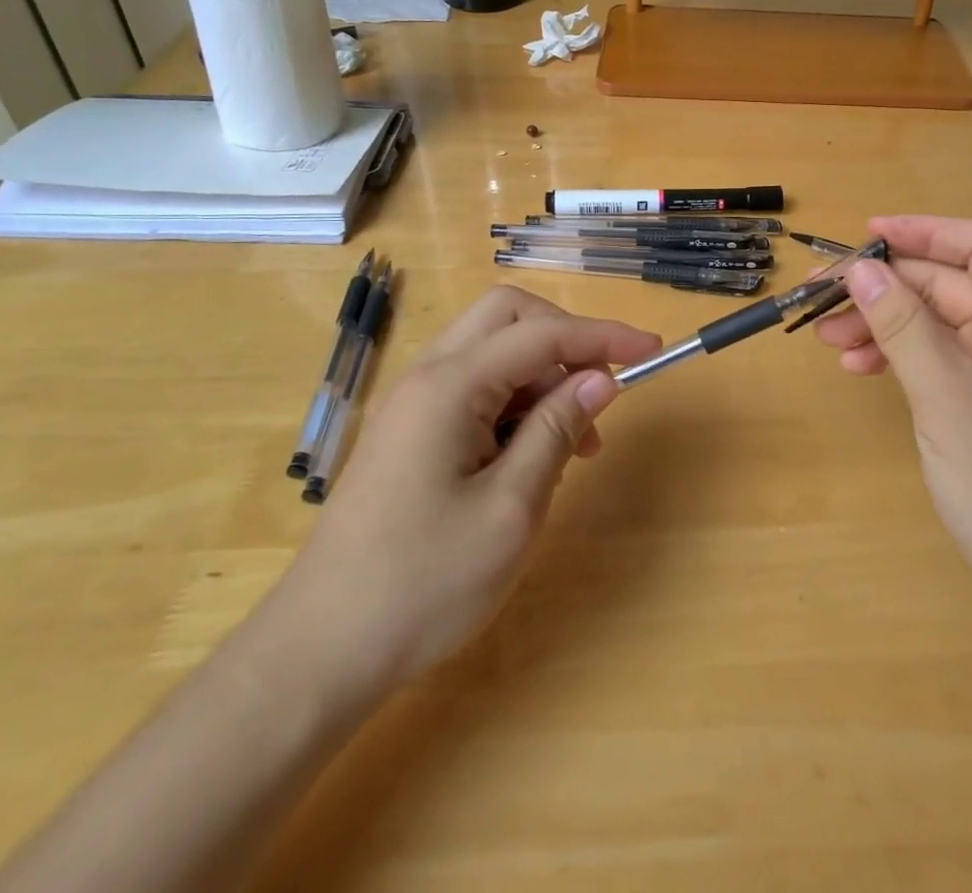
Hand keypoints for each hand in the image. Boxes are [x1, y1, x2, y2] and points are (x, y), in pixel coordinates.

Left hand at [278, 286, 660, 701]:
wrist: (319, 653)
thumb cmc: (423, 585)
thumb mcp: (510, 509)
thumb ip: (557, 431)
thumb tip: (600, 380)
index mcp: (449, 386)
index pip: (542, 334)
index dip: (603, 336)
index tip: (652, 350)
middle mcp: (427, 376)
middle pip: (508, 318)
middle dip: (565, 340)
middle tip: (600, 391)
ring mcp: (413, 403)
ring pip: (492, 352)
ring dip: (542, 377)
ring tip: (577, 443)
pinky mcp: (410, 431)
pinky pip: (475, 388)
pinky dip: (515, 402)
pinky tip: (533, 456)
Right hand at [815, 216, 971, 633]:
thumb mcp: (947, 394)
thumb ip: (901, 325)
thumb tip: (859, 267)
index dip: (926, 231)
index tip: (867, 233)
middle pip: (946, 285)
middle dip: (884, 285)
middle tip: (820, 294)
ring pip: (931, 324)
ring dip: (880, 321)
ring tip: (826, 336)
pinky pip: (931, 360)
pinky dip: (893, 356)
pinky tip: (857, 369)